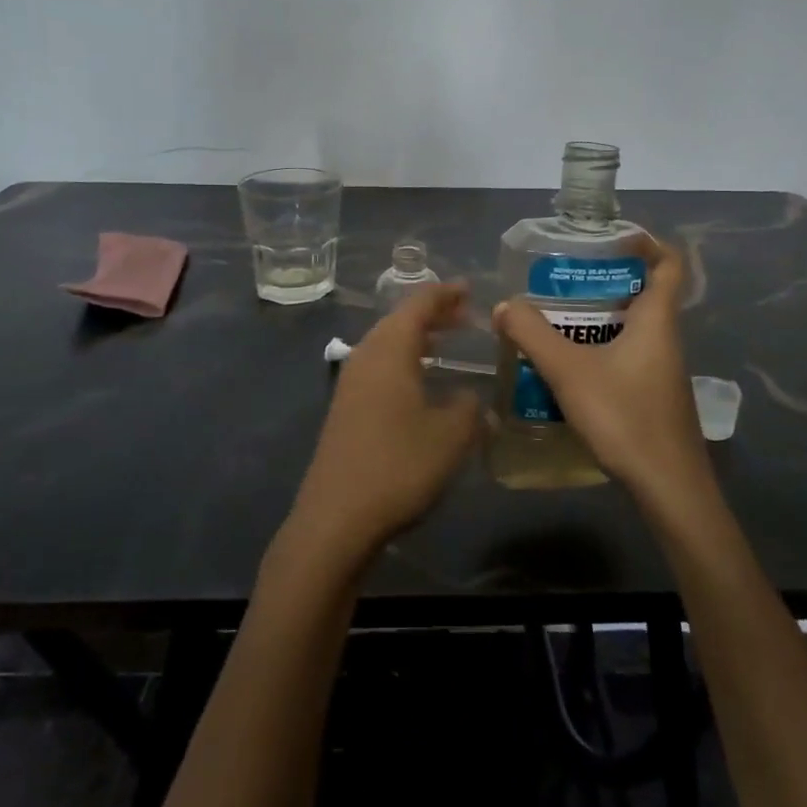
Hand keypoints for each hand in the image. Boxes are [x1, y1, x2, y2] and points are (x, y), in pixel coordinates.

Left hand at [282, 282, 482, 569]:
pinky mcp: (345, 409)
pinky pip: (380, 368)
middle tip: (465, 315)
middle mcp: (366, 357)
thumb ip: (468, 408)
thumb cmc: (399, 466)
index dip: (445, 294)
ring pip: (387, 345)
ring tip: (446, 342)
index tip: (469, 288)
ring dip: (417, 338)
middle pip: (399, 321)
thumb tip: (468, 397)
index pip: (418, 305)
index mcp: (389, 351)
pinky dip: (404, 361)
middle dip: (432, 314)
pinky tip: (420, 382)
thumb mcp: (451, 436)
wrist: (336, 518)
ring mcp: (351, 384)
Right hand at [492, 240, 712, 509]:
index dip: (645, 242)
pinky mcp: (652, 395)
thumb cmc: (625, 418)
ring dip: (596, 318)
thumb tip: (505, 305)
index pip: (668, 263)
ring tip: (553, 319)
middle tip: (561, 280)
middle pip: (642, 293)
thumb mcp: (570, 372)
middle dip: (602, 281)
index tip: (607, 239)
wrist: (669, 488)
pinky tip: (566, 367)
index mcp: (657, 320)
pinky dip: (598, 349)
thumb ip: (533, 335)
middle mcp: (665, 338)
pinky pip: (625, 355)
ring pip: (630, 328)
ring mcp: (661, 370)